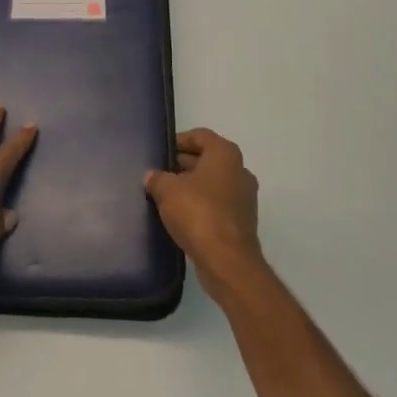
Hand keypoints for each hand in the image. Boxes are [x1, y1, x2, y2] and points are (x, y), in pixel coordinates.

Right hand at [145, 128, 261, 297]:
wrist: (227, 261)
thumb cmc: (198, 213)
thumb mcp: (167, 190)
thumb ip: (157, 178)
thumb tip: (153, 177)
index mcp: (225, 154)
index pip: (200, 135)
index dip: (179, 140)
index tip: (161, 151)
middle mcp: (239, 171)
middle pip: (207, 159)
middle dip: (183, 164)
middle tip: (159, 173)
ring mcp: (244, 197)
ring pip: (212, 183)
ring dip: (191, 186)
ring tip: (165, 195)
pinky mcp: (241, 221)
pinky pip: (217, 204)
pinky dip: (200, 205)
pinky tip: (180, 216)